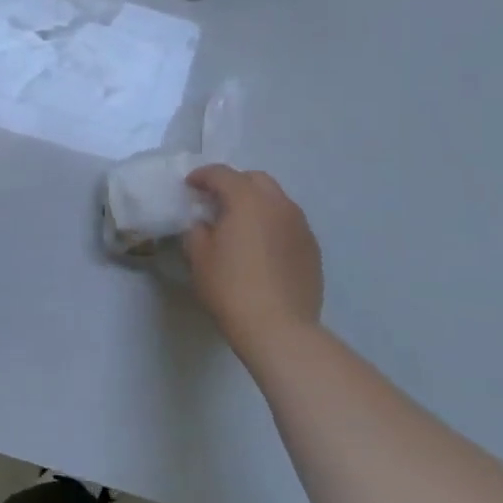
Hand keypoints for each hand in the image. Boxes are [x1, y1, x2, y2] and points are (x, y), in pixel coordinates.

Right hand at [184, 166, 324, 369]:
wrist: (279, 328)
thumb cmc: (231, 288)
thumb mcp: (199, 258)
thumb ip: (197, 231)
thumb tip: (204, 225)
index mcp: (247, 200)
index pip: (222, 174)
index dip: (202, 176)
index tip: (189, 185)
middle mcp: (278, 205)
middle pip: (255, 180)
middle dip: (234, 184)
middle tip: (216, 201)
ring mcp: (300, 226)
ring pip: (276, 200)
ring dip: (256, 203)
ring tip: (241, 224)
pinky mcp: (312, 248)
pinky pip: (289, 223)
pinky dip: (272, 224)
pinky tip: (262, 247)